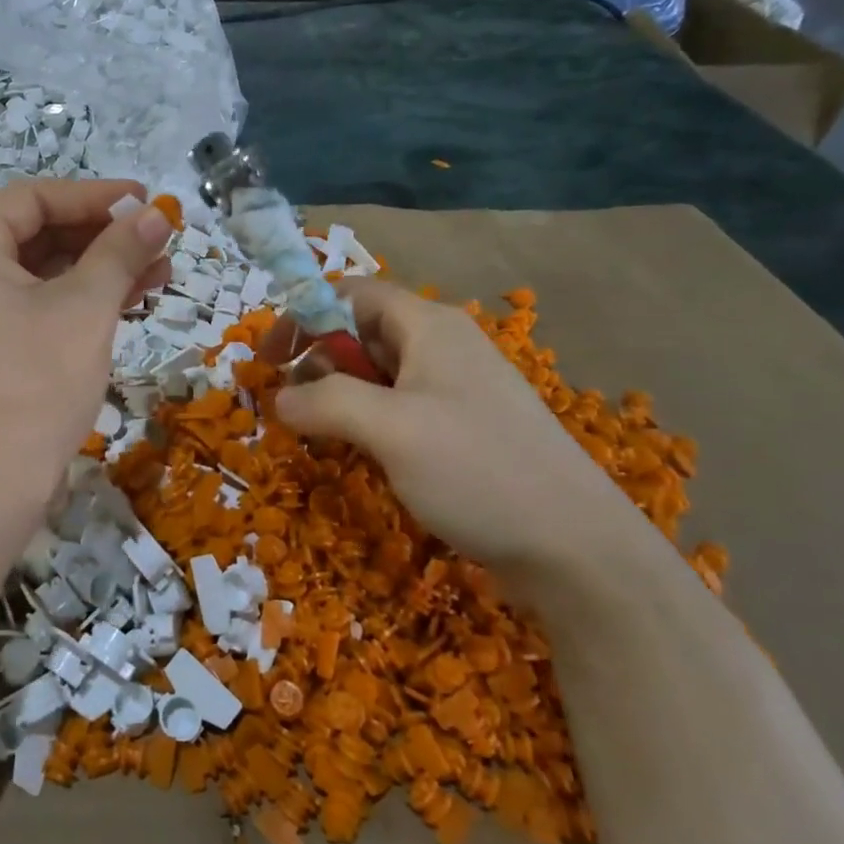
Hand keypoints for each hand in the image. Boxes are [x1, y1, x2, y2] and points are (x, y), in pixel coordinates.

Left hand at [0, 180, 172, 539]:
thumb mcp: (85, 308)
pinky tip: (131, 300)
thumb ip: (121, 252)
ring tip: (161, 271)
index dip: (93, 196)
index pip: (33, 199)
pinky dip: (81, 301)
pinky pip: (38, 307)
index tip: (144, 200)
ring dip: (101, 269)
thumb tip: (157, 212)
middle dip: (103, 235)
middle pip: (38, 234)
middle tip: (158, 237)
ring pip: (44, 274)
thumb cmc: (35, 383)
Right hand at [271, 278, 650, 581]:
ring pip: (377, 375)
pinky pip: (397, 410)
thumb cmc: (478, 471)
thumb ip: (325, 402)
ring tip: (316, 434)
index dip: (302, 315)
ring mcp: (455, 391)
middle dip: (316, 360)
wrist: (576, 549)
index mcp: (428, 327)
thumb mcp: (390, 428)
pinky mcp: (461, 430)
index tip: (267, 358)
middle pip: (361, 331)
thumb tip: (279, 399)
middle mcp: (442, 347)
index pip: (351, 293)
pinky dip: (365, 423)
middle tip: (288, 406)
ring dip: (337, 396)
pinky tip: (358, 455)